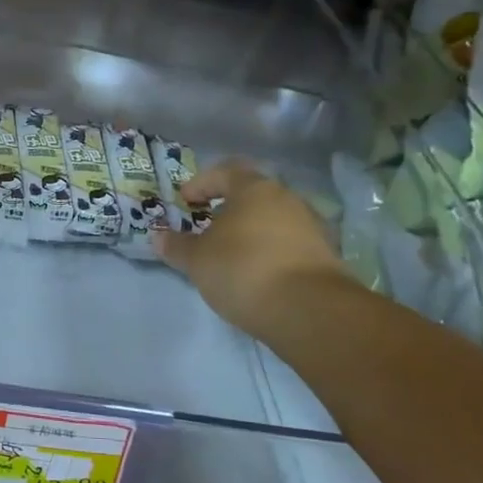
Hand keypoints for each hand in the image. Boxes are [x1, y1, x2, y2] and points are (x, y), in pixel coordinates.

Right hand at [156, 160, 348, 341]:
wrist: (310, 311)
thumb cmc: (243, 270)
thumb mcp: (197, 260)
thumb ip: (177, 246)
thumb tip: (158, 236)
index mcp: (254, 189)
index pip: (225, 171)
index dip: (201, 184)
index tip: (185, 201)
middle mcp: (287, 199)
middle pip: (252, 195)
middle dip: (227, 209)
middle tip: (206, 229)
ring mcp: (311, 227)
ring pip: (272, 220)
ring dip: (250, 232)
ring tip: (230, 256)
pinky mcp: (325, 256)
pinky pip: (288, 244)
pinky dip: (269, 252)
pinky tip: (256, 274)